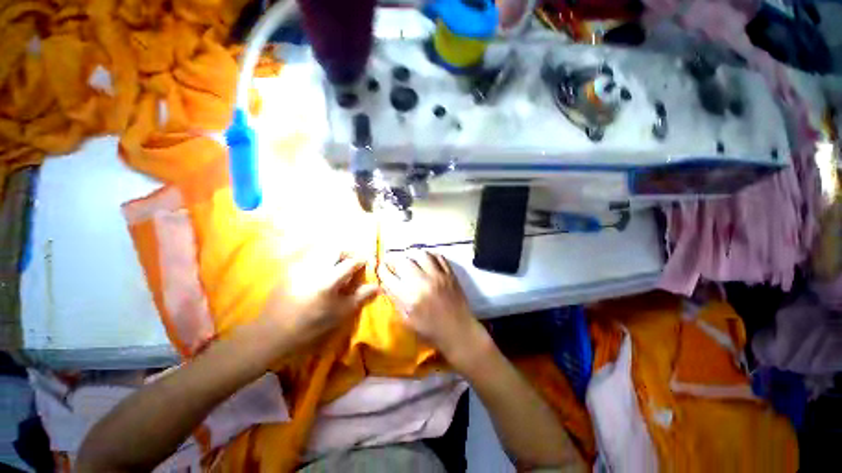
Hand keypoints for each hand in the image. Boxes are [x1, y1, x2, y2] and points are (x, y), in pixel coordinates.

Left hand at [247, 255, 378, 361]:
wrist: (273, 333)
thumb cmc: (311, 326)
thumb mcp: (340, 314)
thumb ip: (360, 297)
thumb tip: (377, 287)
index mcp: (329, 280)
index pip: (351, 262)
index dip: (362, 261)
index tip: (366, 264)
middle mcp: (315, 268)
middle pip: (335, 248)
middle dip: (347, 253)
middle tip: (351, 264)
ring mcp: (300, 267)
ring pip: (322, 251)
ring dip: (334, 255)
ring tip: (337, 268)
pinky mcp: (290, 270)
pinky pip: (310, 257)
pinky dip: (321, 260)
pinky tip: (321, 273)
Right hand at [379, 251, 487, 367]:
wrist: (459, 332)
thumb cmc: (431, 331)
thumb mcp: (407, 321)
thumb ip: (396, 300)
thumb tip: (387, 283)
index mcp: (409, 297)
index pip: (389, 276)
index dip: (382, 270)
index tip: (381, 268)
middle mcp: (423, 282)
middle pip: (403, 261)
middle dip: (395, 260)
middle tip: (394, 263)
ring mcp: (438, 276)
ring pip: (421, 254)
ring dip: (412, 255)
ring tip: (410, 260)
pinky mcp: (450, 274)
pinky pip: (438, 256)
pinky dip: (430, 255)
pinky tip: (426, 259)